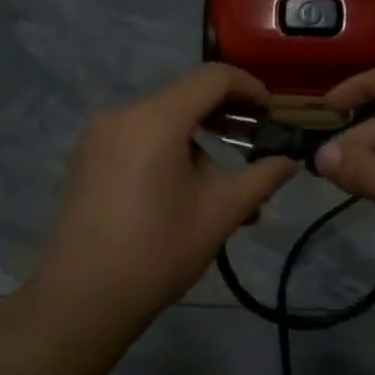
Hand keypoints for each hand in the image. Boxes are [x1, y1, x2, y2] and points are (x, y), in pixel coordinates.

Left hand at [35, 65, 297, 327]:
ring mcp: (97, 136)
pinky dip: (166, 151)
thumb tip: (290, 161)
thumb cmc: (159, 250)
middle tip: (254, 148)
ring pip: (161, 122)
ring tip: (220, 189)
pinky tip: (180, 192)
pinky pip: (136, 139)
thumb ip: (262, 178)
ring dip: (196, 143)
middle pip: (185, 99)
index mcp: (156, 118)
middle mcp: (122, 114)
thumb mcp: (221, 213)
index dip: (250, 88)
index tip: (272, 114)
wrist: (85, 297)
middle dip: (225, 119)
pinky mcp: (85, 159)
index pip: (212, 78)